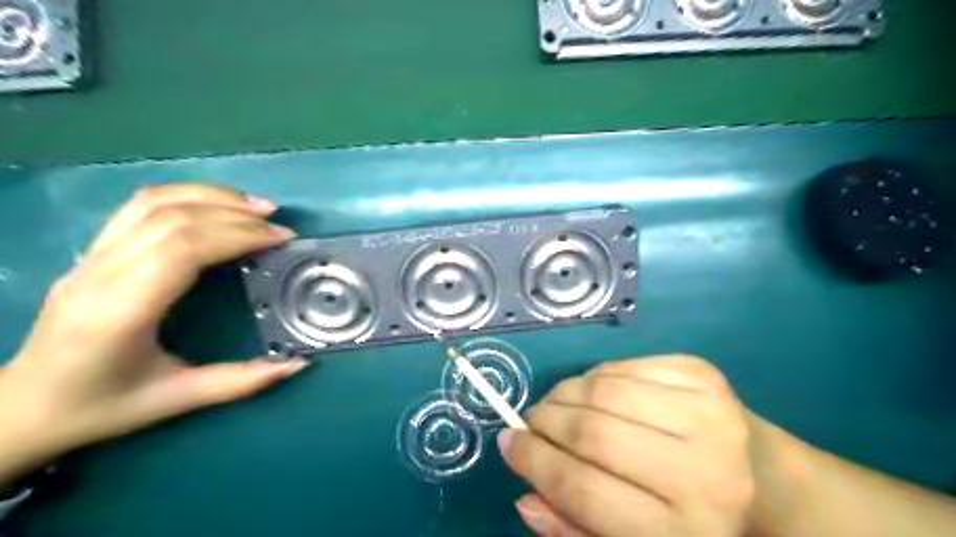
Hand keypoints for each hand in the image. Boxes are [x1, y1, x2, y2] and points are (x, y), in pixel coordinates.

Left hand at [0, 182, 304, 474]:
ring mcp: (91, 257)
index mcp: (121, 311)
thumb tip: (299, 364)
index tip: (280, 239)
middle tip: (279, 224)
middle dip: (235, 215)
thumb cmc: (99, 406)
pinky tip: (216, 204)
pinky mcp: (93, 251)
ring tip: (256, 205)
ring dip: (211, 196)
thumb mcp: (176, 400)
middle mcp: (101, 273)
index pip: (183, 249)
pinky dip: (185, 196)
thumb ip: (241, 381)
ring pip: (153, 203)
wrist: (19, 408)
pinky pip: (139, 207)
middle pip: (174, 219)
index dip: (238, 235)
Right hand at [501, 357, 754, 536]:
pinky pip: (623, 365)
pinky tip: (594, 392)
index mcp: (684, 532)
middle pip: (593, 433)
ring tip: (556, 405)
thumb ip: (576, 528)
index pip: (585, 490)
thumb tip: (526, 496)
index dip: (535, 462)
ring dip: (564, 394)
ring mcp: (706, 413)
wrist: (766, 482)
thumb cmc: (691, 520)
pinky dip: (594, 376)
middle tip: (528, 422)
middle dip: (544, 423)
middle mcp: (702, 471)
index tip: (508, 443)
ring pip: (603, 389)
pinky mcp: (702, 374)